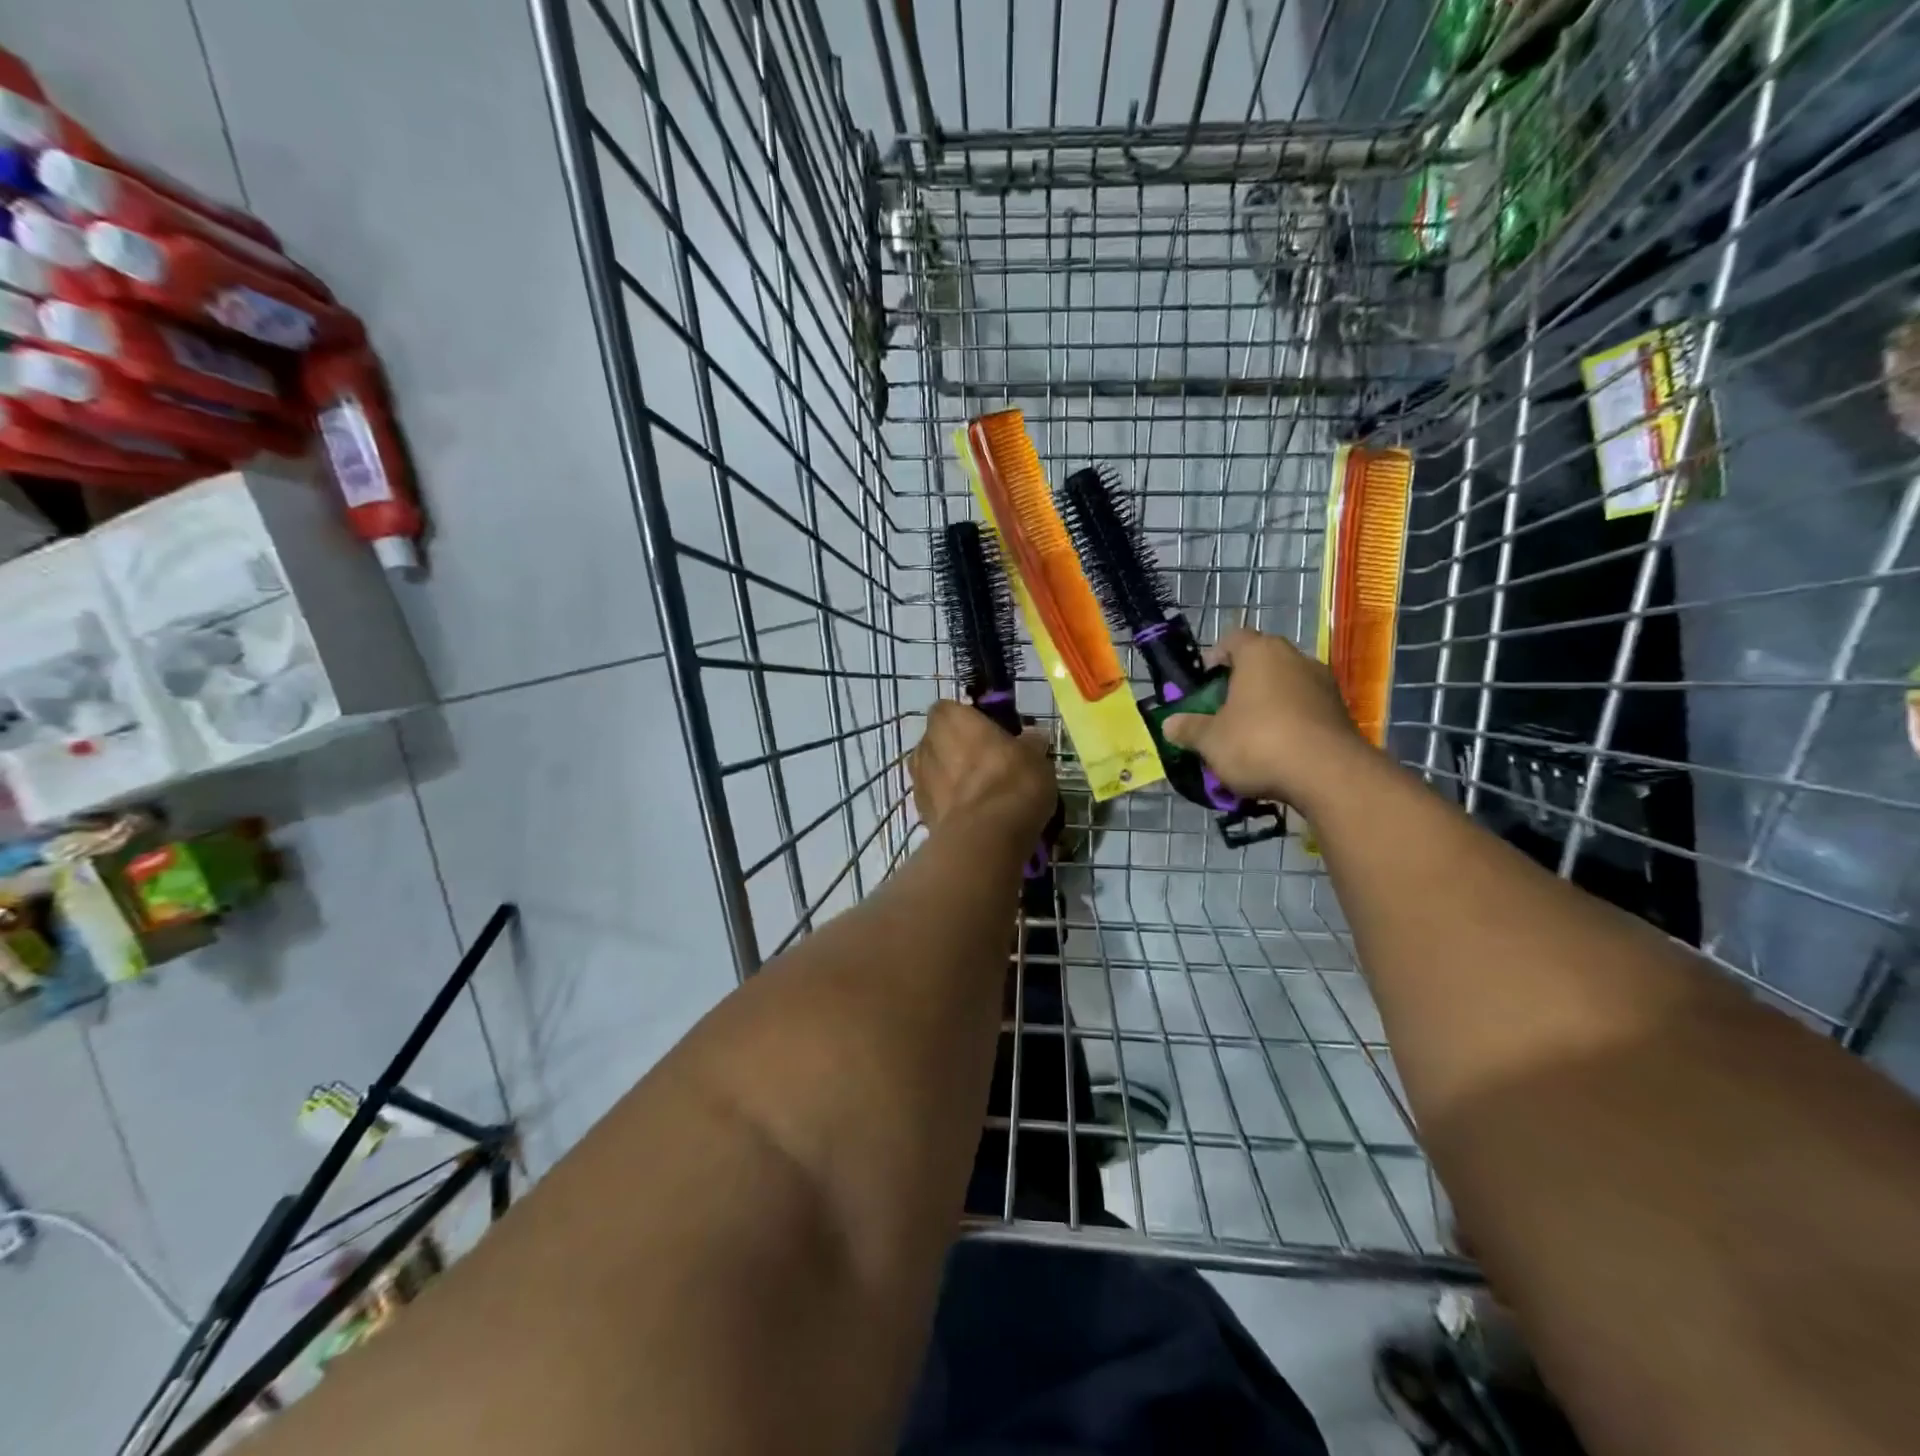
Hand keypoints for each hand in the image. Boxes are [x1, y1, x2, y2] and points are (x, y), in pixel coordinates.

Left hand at [910, 700, 1055, 838]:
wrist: (985, 836)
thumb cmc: (1011, 781)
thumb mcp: (1035, 757)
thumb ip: (1030, 744)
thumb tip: (1032, 738)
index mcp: (949, 718)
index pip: (952, 710)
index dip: (970, 722)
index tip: (992, 736)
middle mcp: (926, 743)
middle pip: (941, 741)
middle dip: (960, 752)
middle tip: (990, 767)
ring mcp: (918, 779)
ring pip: (937, 772)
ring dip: (953, 780)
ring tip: (984, 797)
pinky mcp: (919, 811)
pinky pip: (938, 801)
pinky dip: (952, 806)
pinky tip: (976, 818)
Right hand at [1161, 628, 1368, 809]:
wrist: (1328, 774)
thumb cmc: (1258, 743)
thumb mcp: (1210, 740)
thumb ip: (1189, 729)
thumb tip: (1169, 724)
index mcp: (1260, 653)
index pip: (1233, 639)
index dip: (1215, 658)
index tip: (1204, 685)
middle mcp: (1295, 658)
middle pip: (1261, 663)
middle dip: (1241, 685)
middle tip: (1223, 712)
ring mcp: (1324, 684)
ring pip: (1286, 687)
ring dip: (1268, 705)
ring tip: (1251, 736)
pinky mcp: (1341, 712)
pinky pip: (1306, 710)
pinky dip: (1291, 724)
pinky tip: (1279, 751)